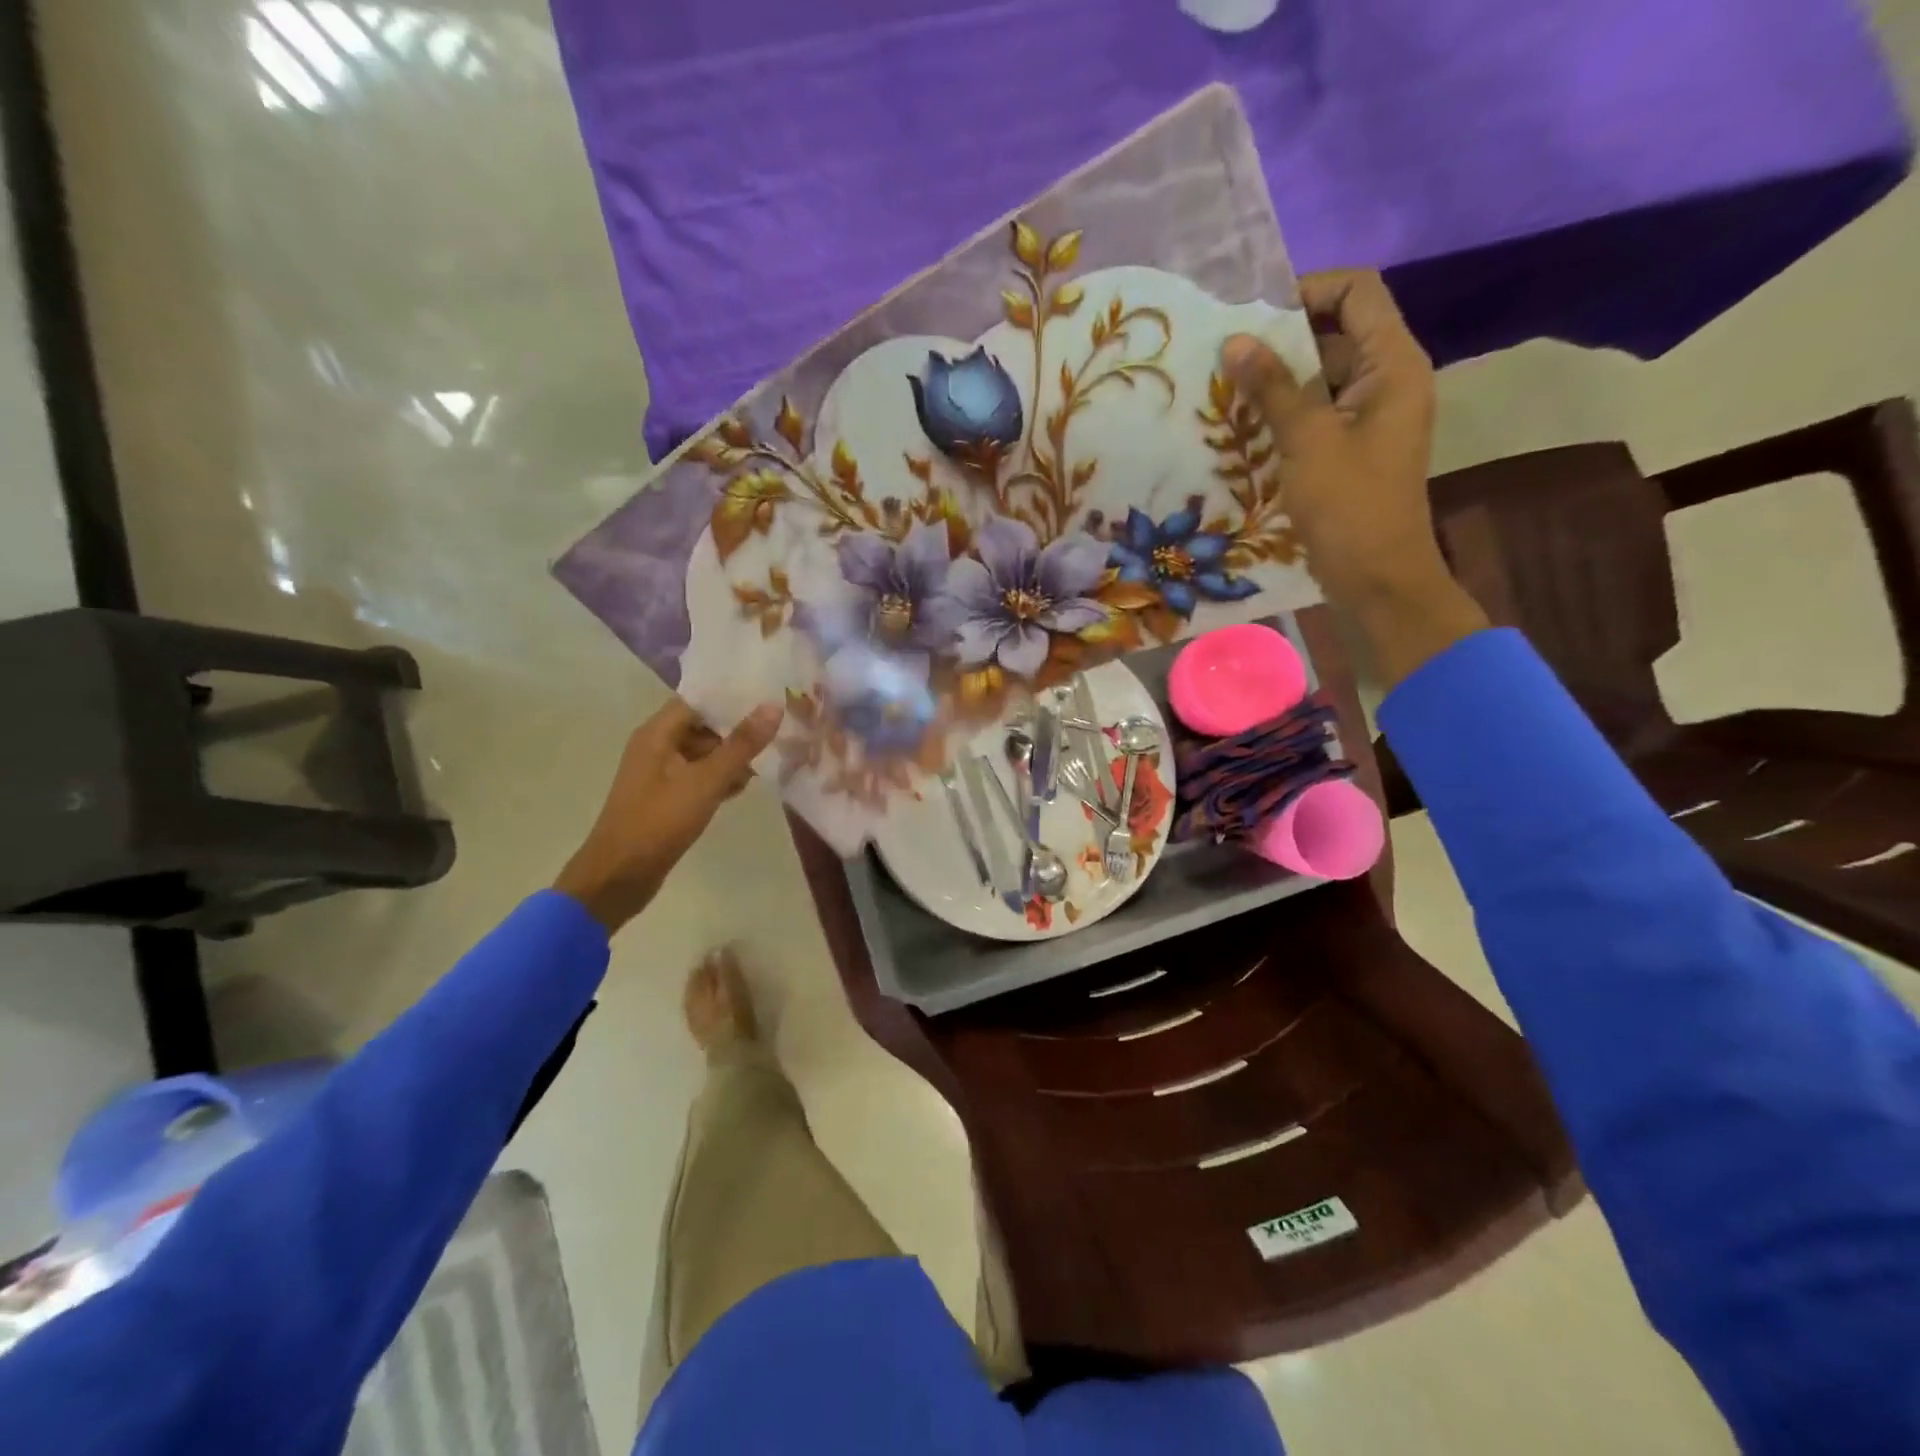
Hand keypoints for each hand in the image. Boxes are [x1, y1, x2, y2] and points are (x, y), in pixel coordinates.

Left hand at [554, 699, 783, 934]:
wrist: (619, 876)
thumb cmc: (659, 822)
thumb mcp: (705, 781)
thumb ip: (741, 745)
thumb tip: (772, 707)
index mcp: (657, 733)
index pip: (699, 699)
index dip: (731, 695)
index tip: (768, 693)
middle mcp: (656, 746)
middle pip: (703, 724)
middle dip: (738, 727)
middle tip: (779, 726)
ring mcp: (661, 773)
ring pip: (704, 752)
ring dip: (733, 754)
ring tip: (771, 755)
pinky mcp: (667, 797)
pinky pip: (699, 776)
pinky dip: (721, 777)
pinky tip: (746, 785)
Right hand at [1222, 270, 1486, 685]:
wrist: (1375, 577)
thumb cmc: (1348, 506)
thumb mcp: (1307, 441)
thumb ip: (1272, 388)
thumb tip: (1235, 341)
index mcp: (1393, 364)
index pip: (1358, 292)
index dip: (1308, 291)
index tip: (1256, 317)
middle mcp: (1386, 380)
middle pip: (1335, 333)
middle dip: (1281, 341)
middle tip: (1227, 358)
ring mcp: (1368, 417)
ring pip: (1319, 378)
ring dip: (1275, 382)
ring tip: (1225, 392)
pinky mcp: (1350, 448)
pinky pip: (1315, 415)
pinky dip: (1282, 415)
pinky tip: (1242, 428)